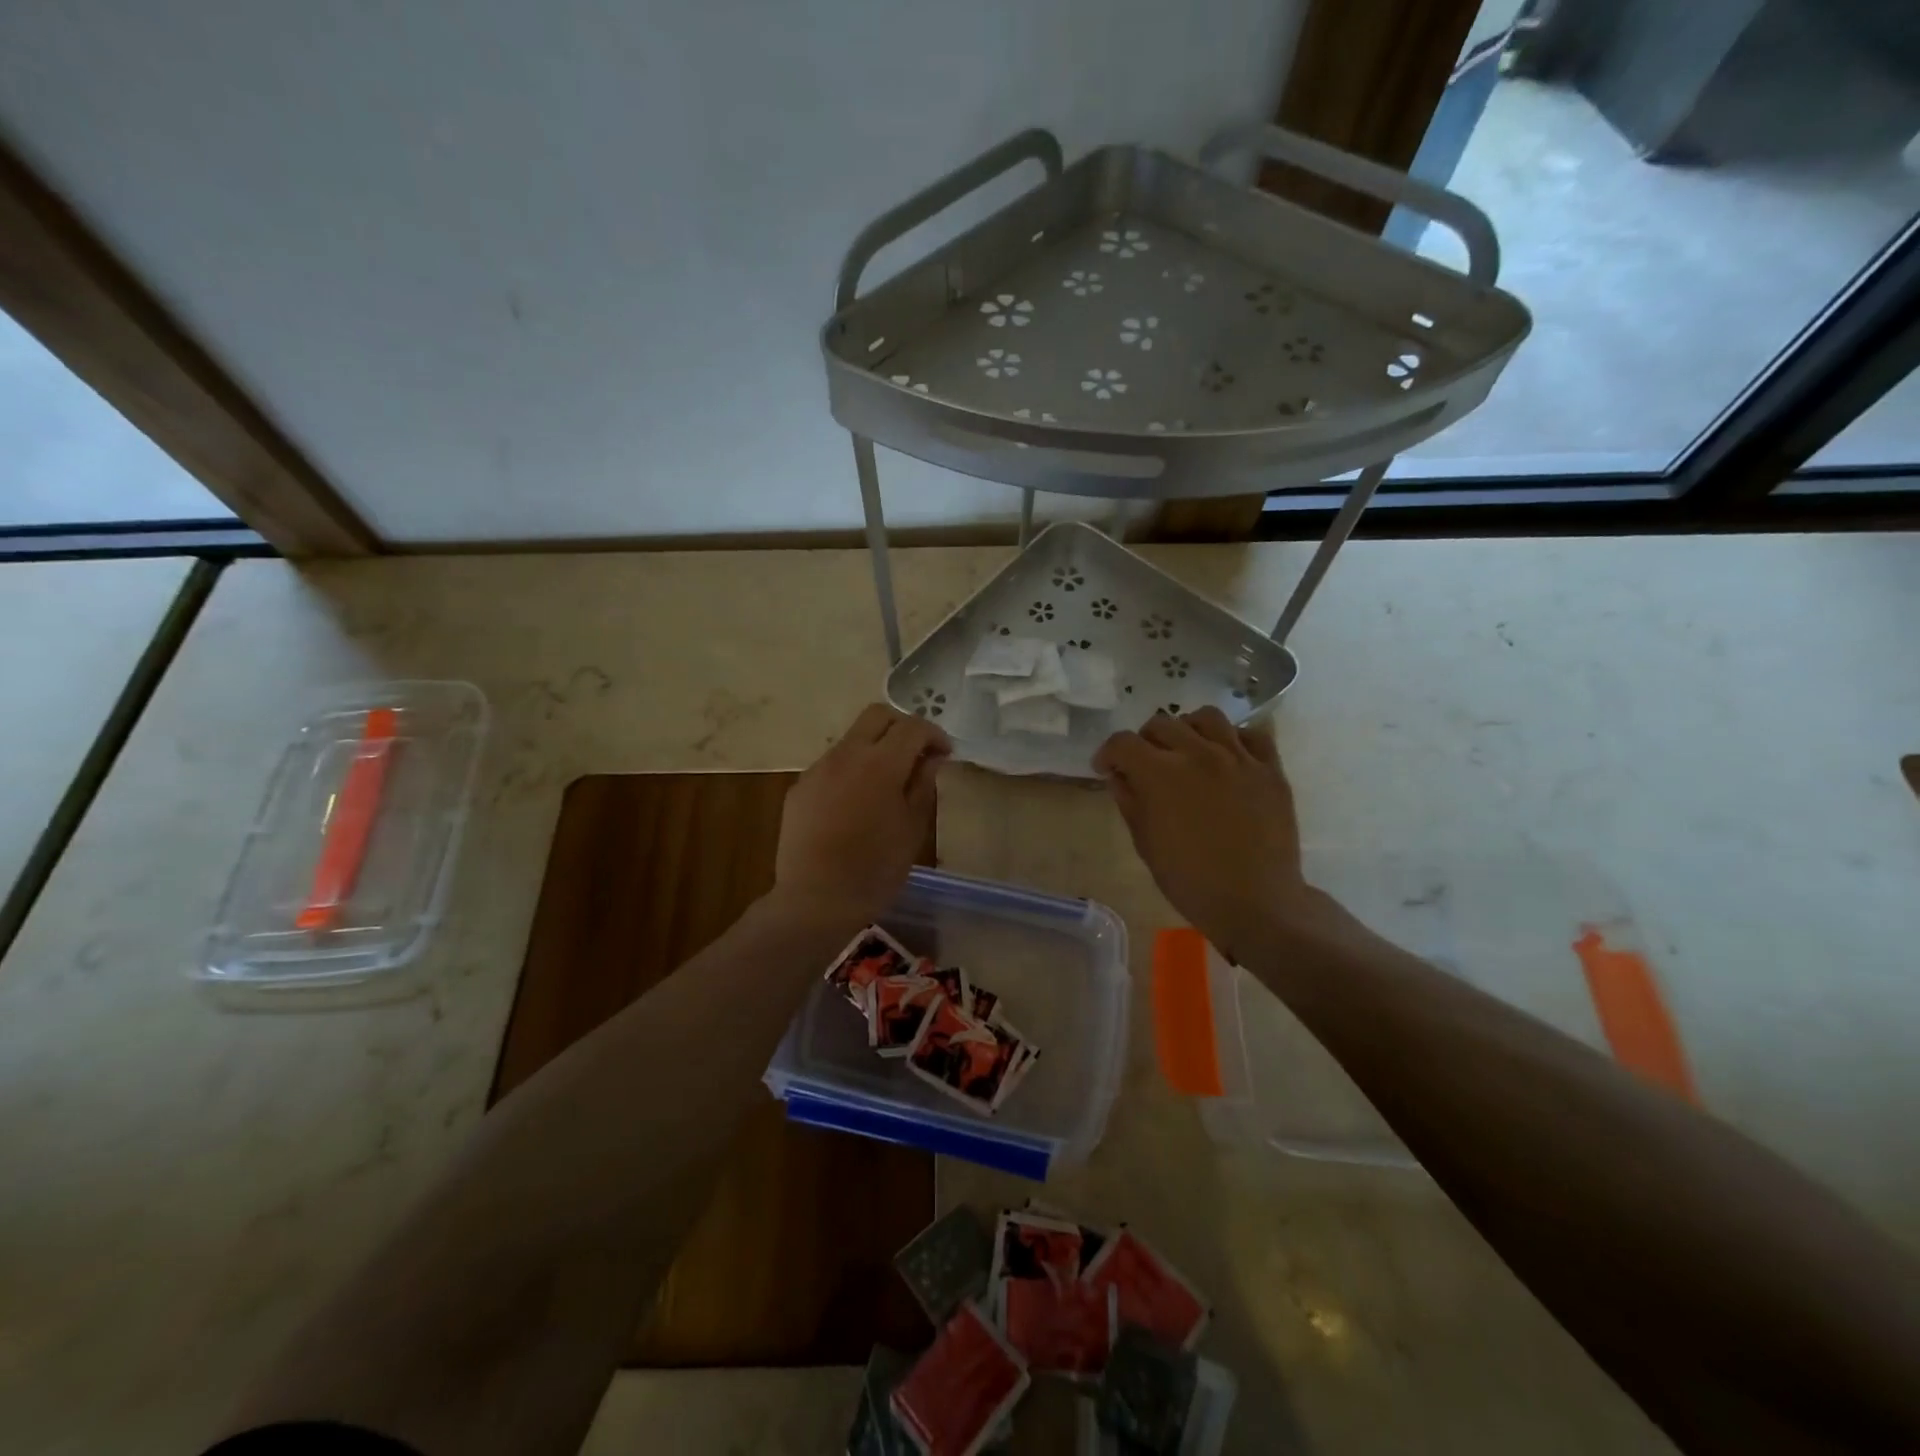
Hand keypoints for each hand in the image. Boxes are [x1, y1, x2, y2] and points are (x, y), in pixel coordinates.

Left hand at [773, 704, 950, 928]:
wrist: (815, 901)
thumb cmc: (875, 870)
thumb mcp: (912, 829)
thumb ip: (922, 785)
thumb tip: (930, 758)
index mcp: (880, 764)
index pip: (912, 726)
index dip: (934, 734)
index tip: (945, 754)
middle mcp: (846, 755)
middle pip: (877, 715)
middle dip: (902, 727)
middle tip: (917, 754)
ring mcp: (817, 769)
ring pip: (852, 739)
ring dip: (874, 748)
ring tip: (887, 783)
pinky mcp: (799, 788)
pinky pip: (831, 765)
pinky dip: (851, 771)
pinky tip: (856, 804)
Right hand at [1094, 708, 1314, 959]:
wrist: (1256, 903)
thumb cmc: (1191, 881)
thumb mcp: (1145, 843)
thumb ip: (1129, 800)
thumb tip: (1118, 775)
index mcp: (1160, 773)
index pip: (1123, 742)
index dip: (1107, 753)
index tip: (1106, 769)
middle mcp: (1198, 753)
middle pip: (1162, 724)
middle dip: (1144, 742)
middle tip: (1145, 765)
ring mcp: (1239, 758)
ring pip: (1207, 717)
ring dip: (1187, 729)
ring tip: (1187, 750)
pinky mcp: (1270, 769)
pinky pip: (1252, 734)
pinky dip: (1234, 738)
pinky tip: (1227, 757)